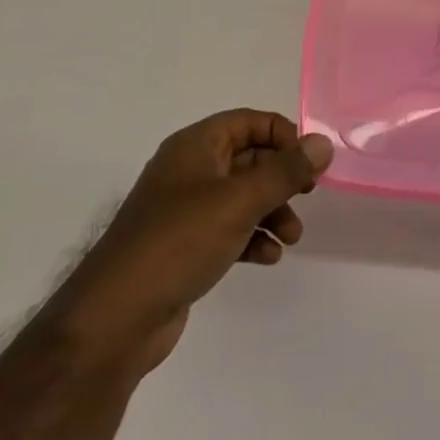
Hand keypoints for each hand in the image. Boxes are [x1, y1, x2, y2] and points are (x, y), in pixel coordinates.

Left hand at [85, 109, 332, 373]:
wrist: (116, 318)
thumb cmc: (179, 242)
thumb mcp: (240, 201)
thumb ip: (285, 171)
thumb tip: (323, 143)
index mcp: (196, 146)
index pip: (248, 121)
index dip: (282, 135)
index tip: (308, 162)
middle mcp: (189, 170)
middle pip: (248, 159)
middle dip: (281, 178)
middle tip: (308, 197)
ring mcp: (184, 210)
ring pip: (241, 197)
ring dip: (271, 211)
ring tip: (292, 238)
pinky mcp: (184, 246)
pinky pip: (228, 229)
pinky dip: (251, 237)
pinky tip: (268, 257)